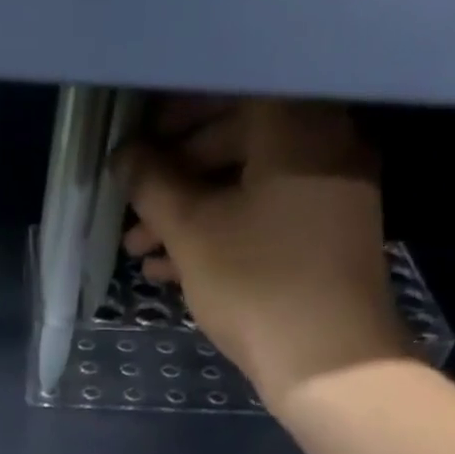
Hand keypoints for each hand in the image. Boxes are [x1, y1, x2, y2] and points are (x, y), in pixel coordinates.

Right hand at [116, 98, 409, 410]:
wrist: (328, 362)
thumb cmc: (256, 284)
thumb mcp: (192, 233)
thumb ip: (153, 186)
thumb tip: (124, 156)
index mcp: (296, 124)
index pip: (229, 91)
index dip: (174, 116)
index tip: (137, 143)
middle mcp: (324, 144)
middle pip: (237, 141)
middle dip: (175, 179)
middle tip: (132, 211)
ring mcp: (330, 196)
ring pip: (247, 189)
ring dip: (189, 217)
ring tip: (141, 254)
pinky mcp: (326, 241)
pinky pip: (265, 220)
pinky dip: (221, 236)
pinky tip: (174, 271)